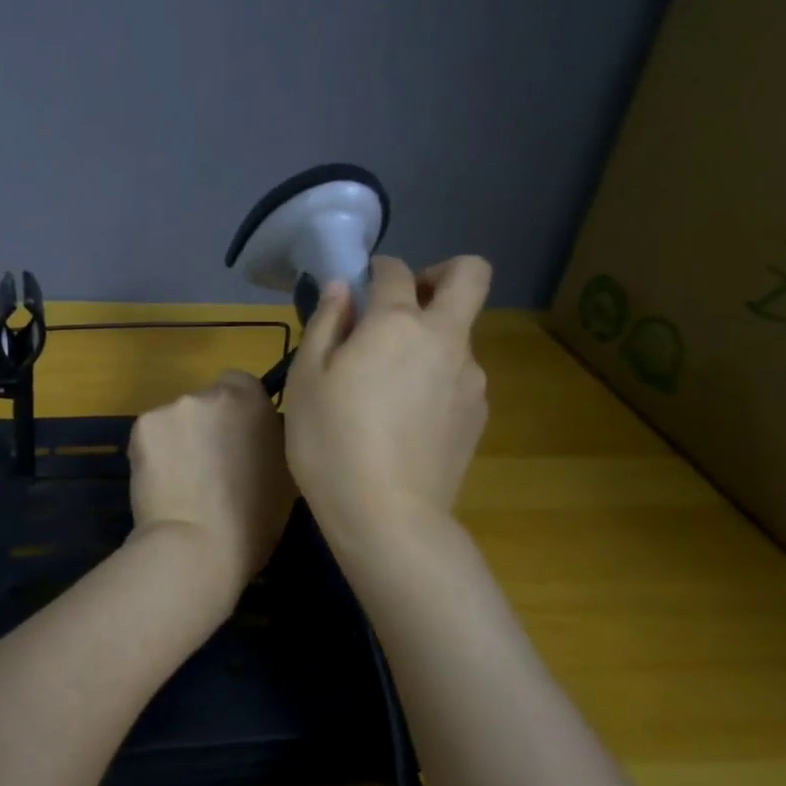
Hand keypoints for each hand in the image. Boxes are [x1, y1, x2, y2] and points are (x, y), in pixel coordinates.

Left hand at [128, 370, 296, 609]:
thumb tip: (257, 435)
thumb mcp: (285, 474)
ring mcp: (172, 407)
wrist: (195, 545)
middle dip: (206, 425)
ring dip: (179, 439)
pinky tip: (160, 482)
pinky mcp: (141, 426)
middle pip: (206, 400)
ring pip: (176, 419)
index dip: (237, 410)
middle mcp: (210, 393)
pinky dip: (154, 452)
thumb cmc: (253, 521)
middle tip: (207, 465)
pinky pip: (152, 434)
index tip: (236, 440)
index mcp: (251, 401)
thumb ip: (270, 440)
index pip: (240, 383)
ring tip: (181, 480)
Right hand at [284, 255, 491, 547]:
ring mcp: (470, 378)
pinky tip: (405, 416)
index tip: (358, 289)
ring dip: (431, 337)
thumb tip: (341, 288)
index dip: (375, 270)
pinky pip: (459, 375)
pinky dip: (437, 376)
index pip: (395, 271)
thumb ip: (327, 322)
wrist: (387, 516)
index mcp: (397, 323)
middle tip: (402, 305)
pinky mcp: (478, 414)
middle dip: (440, 273)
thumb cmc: (331, 440)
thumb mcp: (307, 378)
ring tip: (388, 383)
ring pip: (460, 333)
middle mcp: (445, 338)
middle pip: (469, 275)